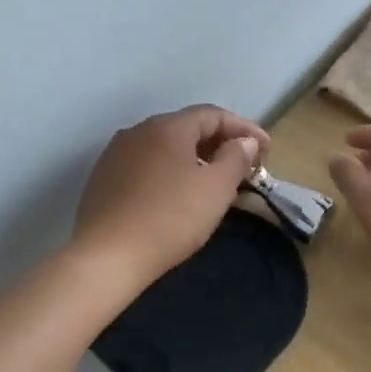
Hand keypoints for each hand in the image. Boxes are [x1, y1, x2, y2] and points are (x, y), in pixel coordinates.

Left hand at [74, 105, 269, 286]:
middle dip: (219, 142)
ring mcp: (116, 155)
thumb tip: (244, 142)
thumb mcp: (216, 188)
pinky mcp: (103, 180)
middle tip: (244, 164)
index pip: (213, 115)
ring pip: (165, 147)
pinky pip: (146, 166)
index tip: (267, 150)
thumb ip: (235, 158)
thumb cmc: (170, 218)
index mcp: (167, 127)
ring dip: (194, 158)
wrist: (106, 257)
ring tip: (215, 180)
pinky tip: (178, 194)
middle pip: (187, 128)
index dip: (244, 129)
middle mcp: (138, 131)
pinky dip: (170, 172)